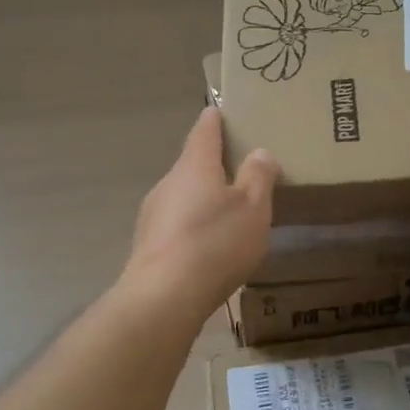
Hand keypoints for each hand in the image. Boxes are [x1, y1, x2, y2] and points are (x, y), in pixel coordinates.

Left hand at [123, 107, 278, 314]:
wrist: (163, 298)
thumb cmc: (215, 243)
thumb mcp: (253, 208)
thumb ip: (259, 176)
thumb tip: (260, 153)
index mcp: (195, 165)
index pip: (205, 129)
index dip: (216, 119)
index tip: (225, 112)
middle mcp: (169, 182)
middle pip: (194, 163)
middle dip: (216, 165)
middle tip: (244, 170)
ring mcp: (154, 214)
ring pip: (185, 195)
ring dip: (206, 198)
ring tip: (232, 213)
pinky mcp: (149, 244)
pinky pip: (178, 224)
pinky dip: (195, 226)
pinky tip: (211, 247)